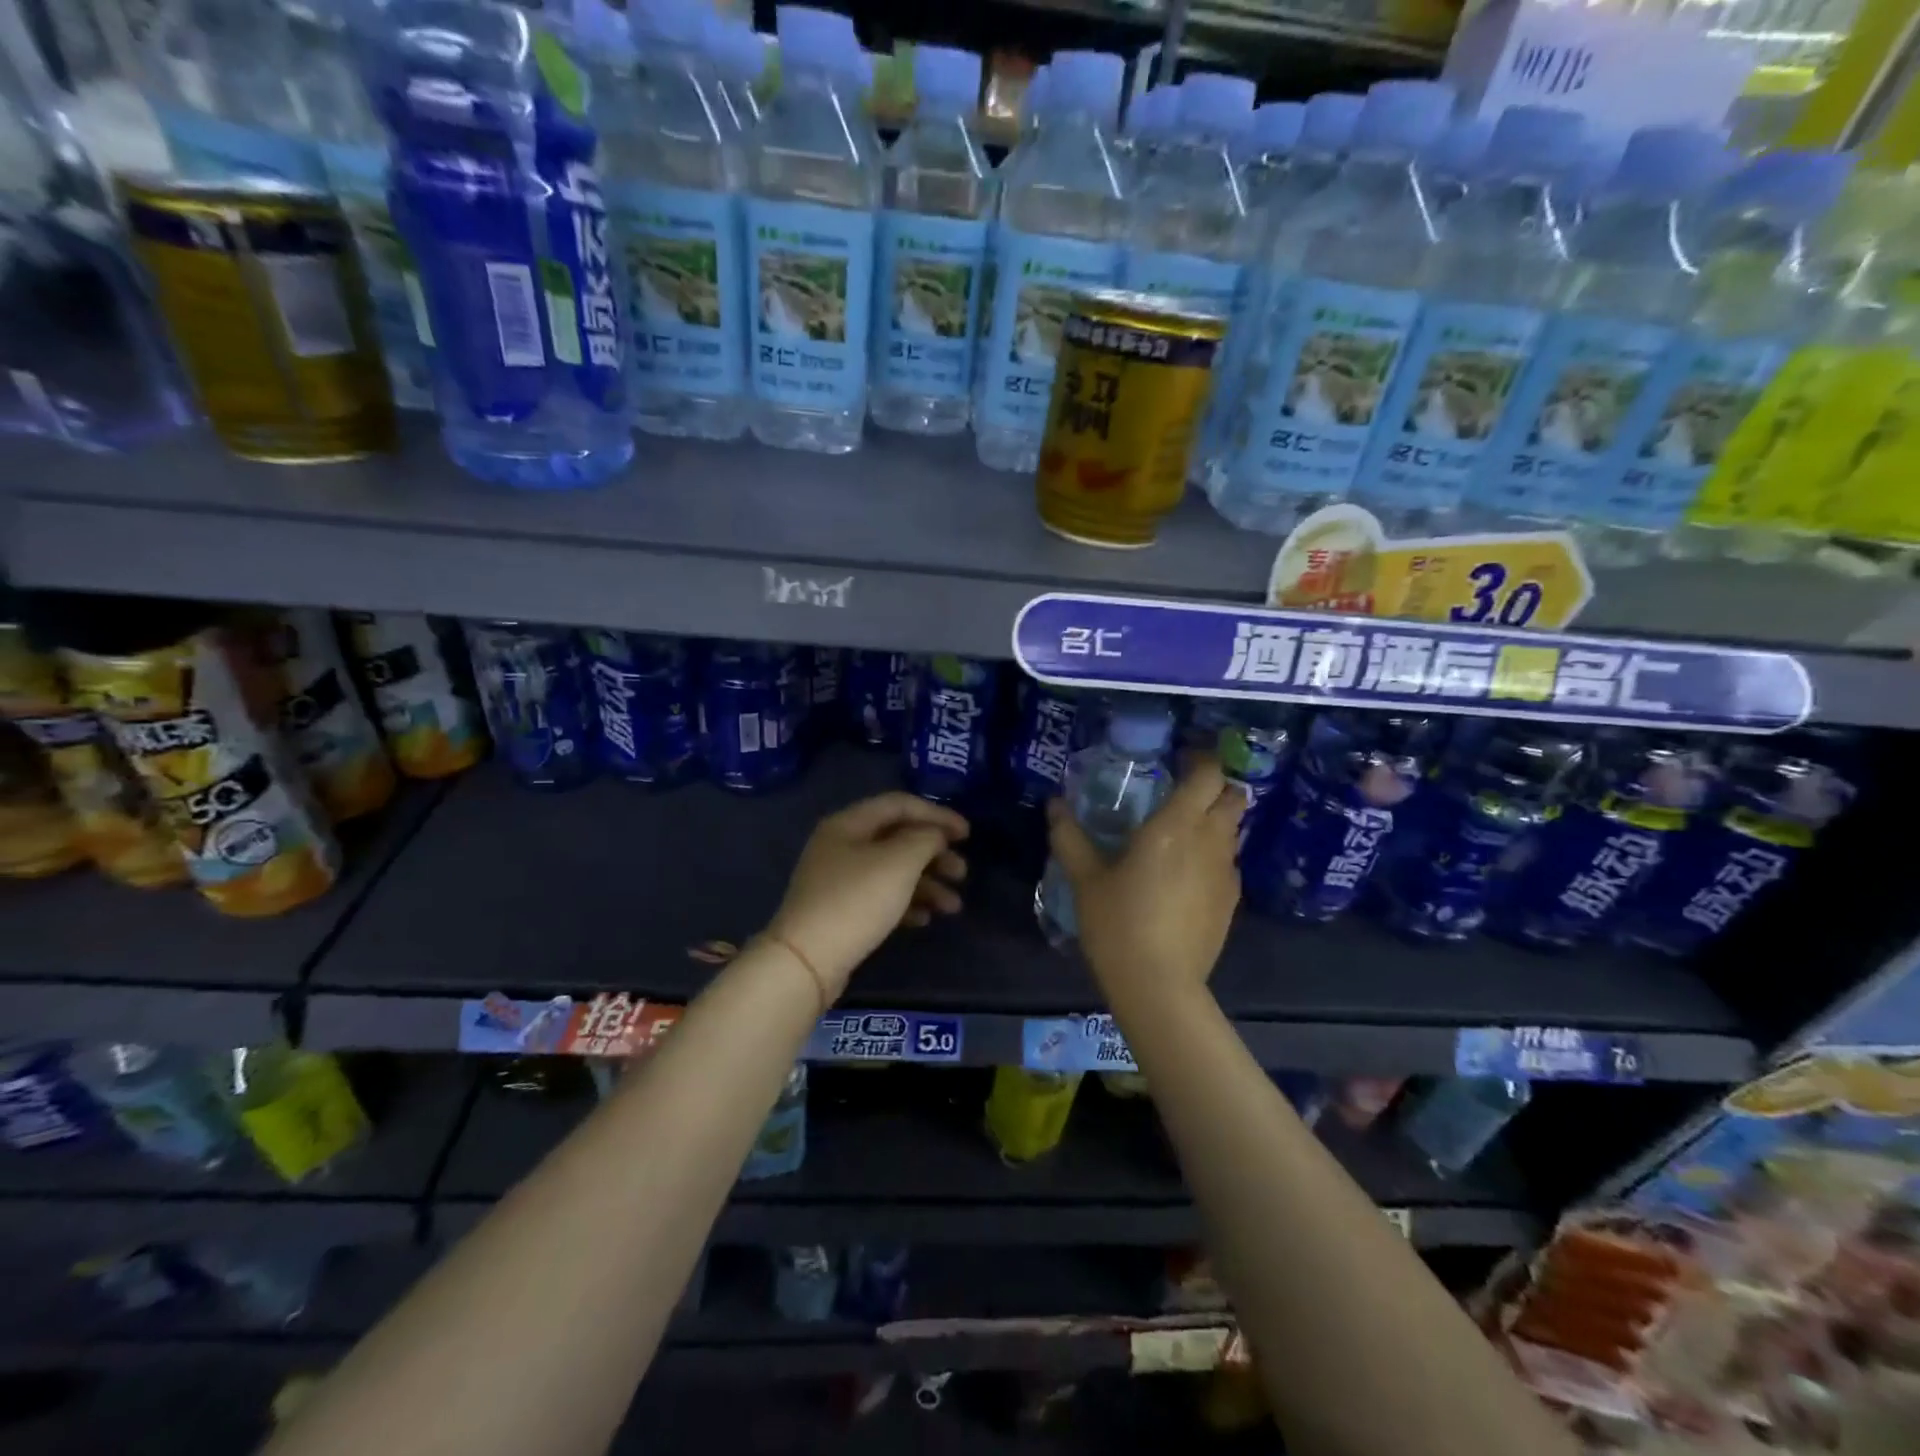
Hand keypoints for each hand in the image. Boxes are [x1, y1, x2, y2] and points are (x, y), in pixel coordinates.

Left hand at [767, 792, 968, 997]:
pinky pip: (881, 897)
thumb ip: (925, 839)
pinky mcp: (841, 911)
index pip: (899, 804)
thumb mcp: (899, 862)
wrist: (807, 961)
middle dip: (934, 853)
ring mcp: (839, 880)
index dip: (936, 814)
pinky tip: (925, 919)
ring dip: (927, 884)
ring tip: (953, 906)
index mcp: (849, 823)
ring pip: (892, 870)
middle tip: (962, 872)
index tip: (967, 834)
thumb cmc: (856, 901)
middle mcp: (841, 845)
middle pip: (897, 838)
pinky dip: (906, 903)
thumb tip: (934, 836)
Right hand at [1046, 753, 1243, 1006]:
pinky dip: (1213, 855)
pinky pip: (1227, 862)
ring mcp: (1227, 872)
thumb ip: (1069, 837)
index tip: (1178, 758)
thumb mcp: (1086, 879)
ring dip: (1214, 821)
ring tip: (1180, 834)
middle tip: (1181, 792)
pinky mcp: (1232, 901)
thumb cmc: (1118, 924)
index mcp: (1176, 826)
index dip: (1200, 759)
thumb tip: (1054, 804)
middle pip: (1234, 797)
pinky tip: (1184, 877)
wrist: (1159, 986)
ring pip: (1232, 830)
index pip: (1208, 774)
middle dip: (1215, 787)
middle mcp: (1210, 841)